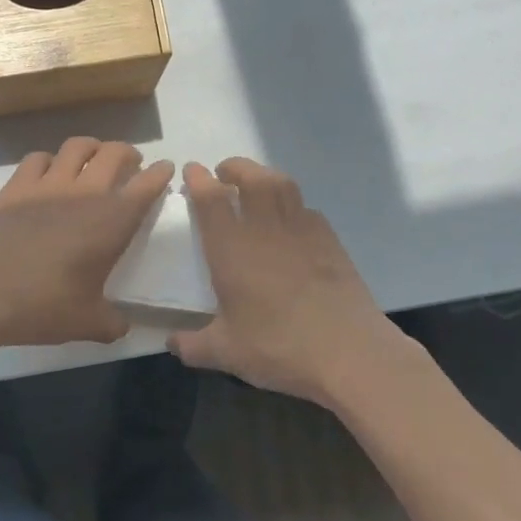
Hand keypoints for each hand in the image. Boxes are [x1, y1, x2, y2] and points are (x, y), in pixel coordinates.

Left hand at [0, 137, 173, 348]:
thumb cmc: (43, 306)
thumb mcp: (87, 323)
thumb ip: (112, 323)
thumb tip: (122, 327)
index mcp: (112, 221)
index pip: (146, 185)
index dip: (160, 174)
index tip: (165, 170)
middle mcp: (84, 193)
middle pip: (114, 153)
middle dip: (128, 153)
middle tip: (130, 164)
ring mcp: (47, 185)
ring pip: (77, 146)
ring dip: (92, 148)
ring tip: (93, 159)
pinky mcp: (14, 187)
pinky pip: (38, 158)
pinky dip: (50, 160)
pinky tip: (49, 173)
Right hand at [168, 159, 404, 405]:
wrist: (348, 352)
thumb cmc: (278, 347)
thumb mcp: (226, 352)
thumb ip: (193, 345)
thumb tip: (172, 343)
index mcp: (232, 249)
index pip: (211, 199)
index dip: (199, 180)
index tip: (192, 171)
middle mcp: (265, 229)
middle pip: (252, 178)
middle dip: (235, 168)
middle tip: (224, 173)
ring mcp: (303, 232)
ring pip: (283, 186)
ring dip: (265, 176)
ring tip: (256, 185)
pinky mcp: (331, 242)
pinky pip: (307, 210)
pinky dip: (293, 205)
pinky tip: (291, 221)